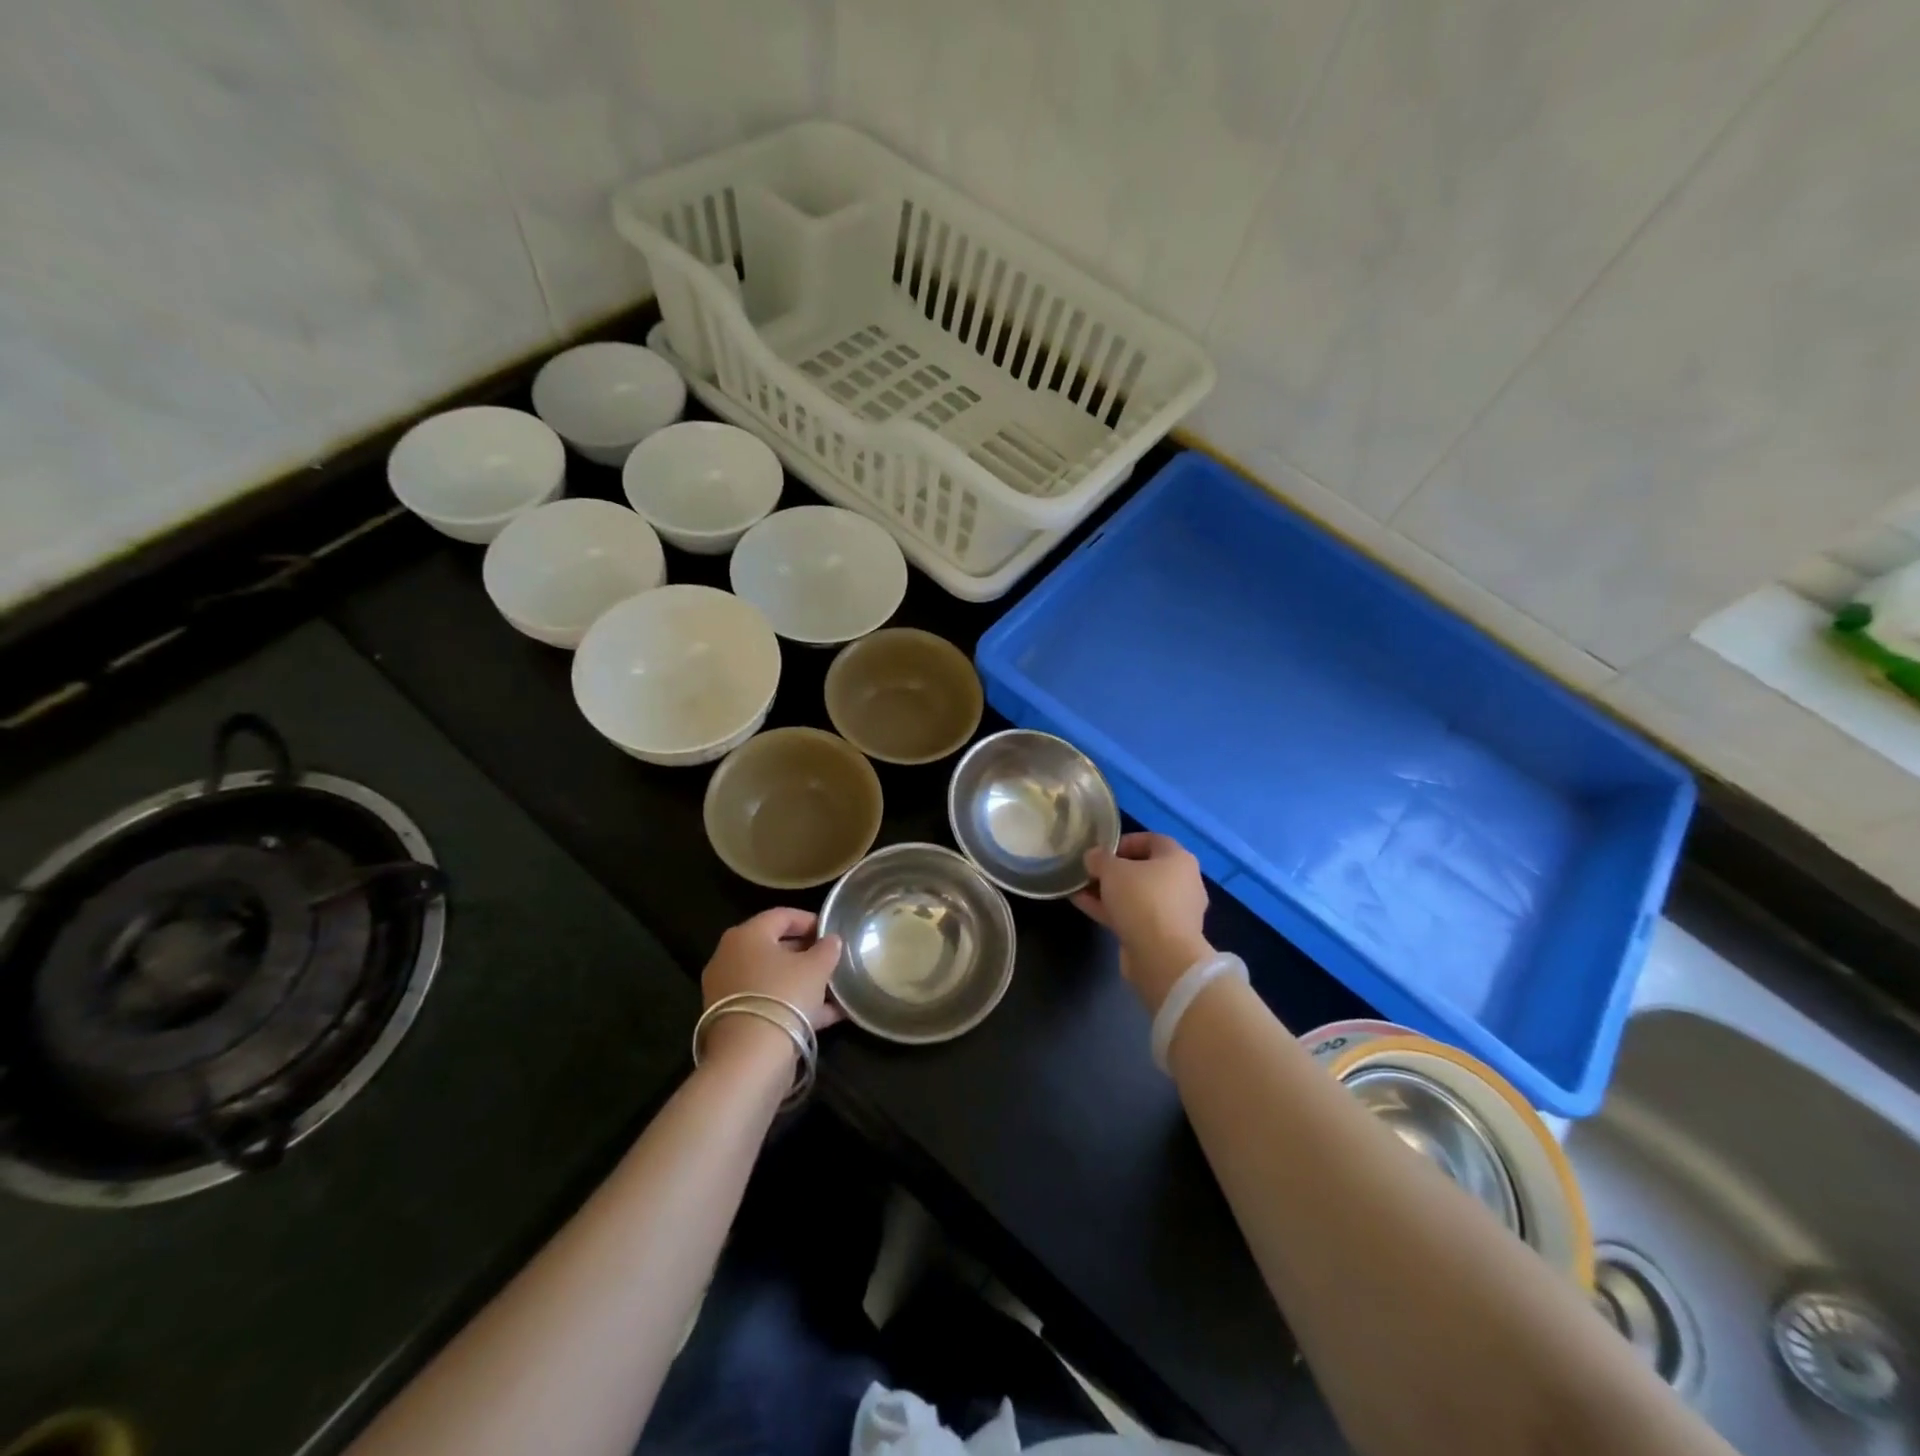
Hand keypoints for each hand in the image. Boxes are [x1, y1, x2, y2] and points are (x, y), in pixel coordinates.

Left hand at [700, 908, 844, 1060]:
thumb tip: (831, 941)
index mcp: (747, 935)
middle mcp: (730, 957)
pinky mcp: (731, 1019)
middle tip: (832, 960)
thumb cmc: (784, 996)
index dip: (810, 920)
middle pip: (774, 947)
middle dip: (806, 953)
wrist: (749, 1058)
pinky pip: (767, 1002)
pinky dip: (793, 1005)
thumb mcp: (816, 968)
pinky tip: (827, 1016)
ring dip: (802, 982)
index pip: (781, 916)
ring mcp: (727, 990)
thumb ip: (826, 949)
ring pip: (772, 978)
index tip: (832, 932)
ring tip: (834, 990)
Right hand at [1072, 832, 1212, 1012]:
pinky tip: (1083, 906)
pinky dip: (1112, 910)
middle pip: (1144, 869)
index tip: (1101, 851)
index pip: (1152, 840)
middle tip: (1090, 872)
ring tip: (1080, 889)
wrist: (1162, 957)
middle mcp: (1182, 883)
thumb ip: (1099, 859)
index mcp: (1178, 859)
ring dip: (1109, 892)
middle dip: (1113, 870)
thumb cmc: (1142, 900)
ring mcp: (1173, 912)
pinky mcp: (1162, 935)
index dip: (1125, 842)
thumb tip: (1093, 857)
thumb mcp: (1113, 870)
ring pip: (1137, 895)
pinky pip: (1134, 915)